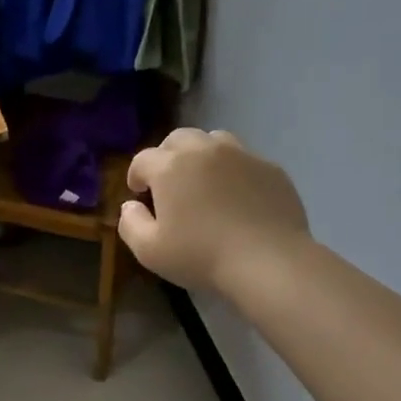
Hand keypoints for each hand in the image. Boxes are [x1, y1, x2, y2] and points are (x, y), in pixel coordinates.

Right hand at [119, 129, 310, 294]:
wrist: (268, 261)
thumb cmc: (201, 256)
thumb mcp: (149, 251)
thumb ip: (130, 223)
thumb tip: (130, 205)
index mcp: (170, 167)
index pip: (143, 159)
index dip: (136, 175)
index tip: (139, 194)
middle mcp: (204, 150)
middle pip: (178, 139)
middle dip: (167, 156)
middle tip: (169, 184)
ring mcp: (241, 155)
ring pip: (214, 140)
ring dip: (201, 155)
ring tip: (203, 182)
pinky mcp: (271, 168)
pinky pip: (244, 159)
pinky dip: (233, 170)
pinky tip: (237, 197)